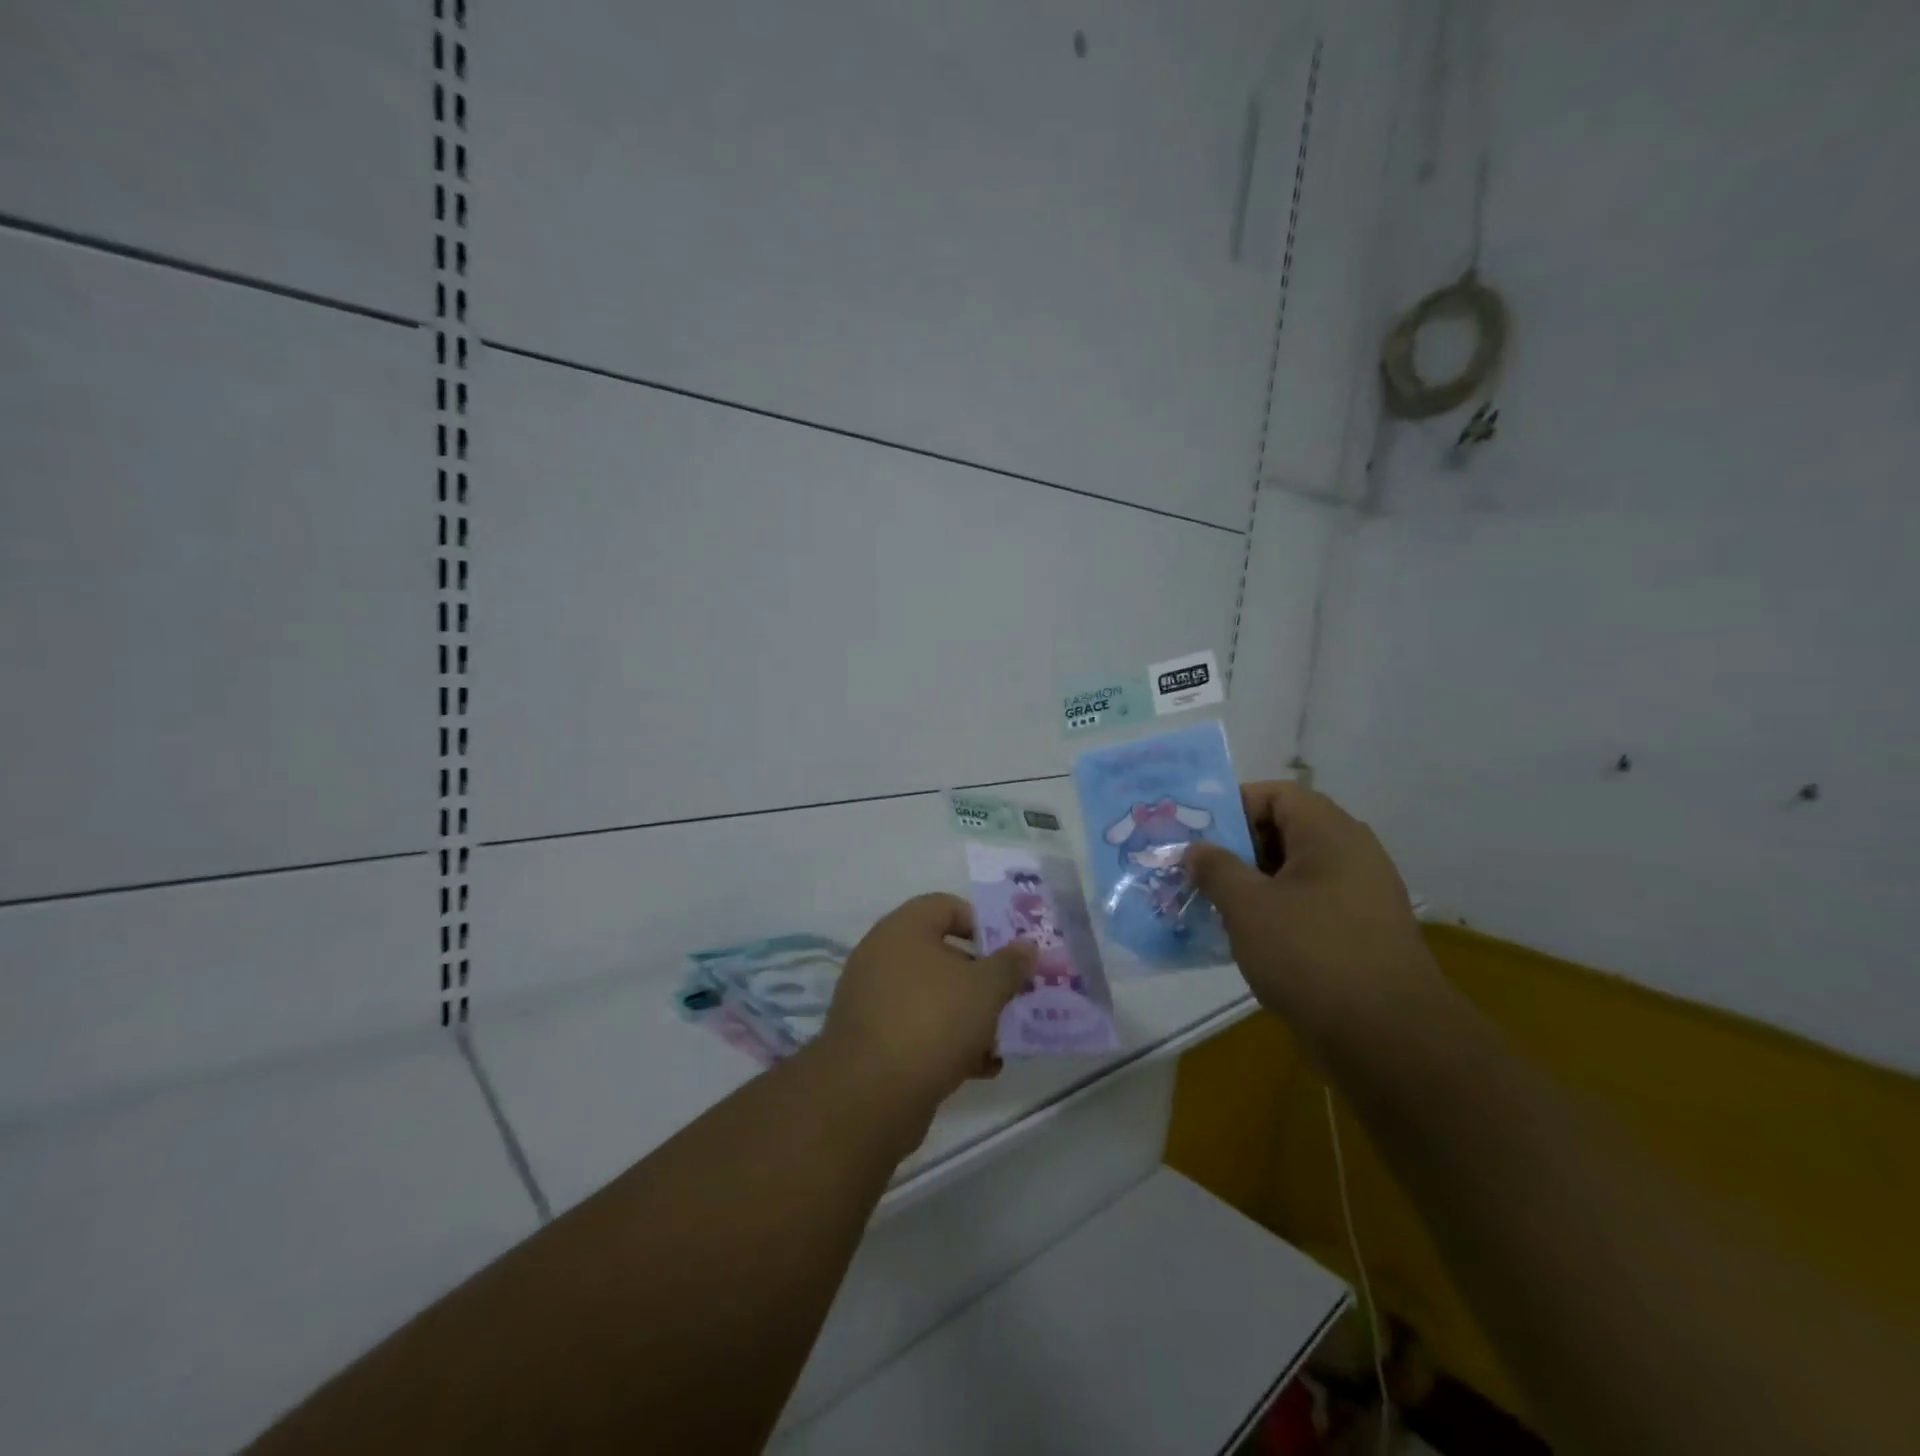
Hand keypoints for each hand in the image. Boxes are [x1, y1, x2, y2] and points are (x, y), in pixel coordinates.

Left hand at [819, 894, 1034, 1120]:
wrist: (870, 1095)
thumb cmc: (932, 1021)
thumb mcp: (985, 989)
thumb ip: (1010, 964)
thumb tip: (1027, 946)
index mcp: (902, 929)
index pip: (945, 906)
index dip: (981, 923)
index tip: (1008, 952)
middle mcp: (882, 956)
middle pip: (941, 955)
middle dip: (980, 978)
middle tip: (1011, 997)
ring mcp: (873, 999)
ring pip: (932, 996)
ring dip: (968, 1015)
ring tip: (1001, 1040)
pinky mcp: (872, 1041)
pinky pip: (917, 1029)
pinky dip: (947, 1043)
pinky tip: (979, 1068)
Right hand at [1186, 782, 1437, 1051]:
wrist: (1388, 1040)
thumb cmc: (1311, 955)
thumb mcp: (1247, 906)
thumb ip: (1215, 868)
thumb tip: (1196, 849)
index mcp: (1330, 833)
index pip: (1276, 794)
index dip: (1233, 806)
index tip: (1197, 833)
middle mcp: (1352, 854)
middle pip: (1285, 830)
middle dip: (1237, 847)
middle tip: (1197, 869)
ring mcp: (1361, 895)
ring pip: (1295, 871)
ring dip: (1252, 882)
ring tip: (1213, 904)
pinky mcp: (1361, 933)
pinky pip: (1309, 904)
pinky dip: (1276, 910)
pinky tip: (1246, 937)